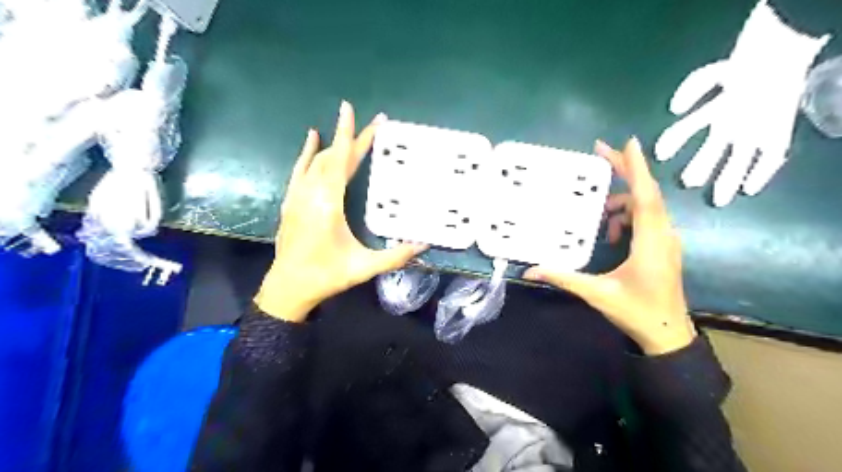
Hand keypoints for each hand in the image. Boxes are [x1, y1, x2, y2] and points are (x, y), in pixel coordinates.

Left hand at [255, 102, 427, 324]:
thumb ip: (396, 256)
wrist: (288, 287)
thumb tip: (424, 244)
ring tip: (349, 128)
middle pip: (333, 156)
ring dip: (334, 143)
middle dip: (352, 137)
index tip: (357, 112)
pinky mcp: (290, 201)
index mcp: (328, 204)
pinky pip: (299, 170)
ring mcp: (297, 196)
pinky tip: (312, 139)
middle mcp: (311, 193)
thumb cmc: (327, 275)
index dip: (352, 136)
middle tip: (373, 123)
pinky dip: (307, 153)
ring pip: (316, 161)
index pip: (342, 161)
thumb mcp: (364, 267)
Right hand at [525, 136, 698, 352]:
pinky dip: (627, 216)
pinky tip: (612, 234)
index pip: (645, 198)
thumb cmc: (636, 312)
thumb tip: (529, 271)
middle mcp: (663, 234)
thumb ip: (563, 278)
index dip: (636, 169)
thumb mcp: (596, 294)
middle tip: (599, 153)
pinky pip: (646, 218)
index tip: (626, 143)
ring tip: (599, 217)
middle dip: (625, 170)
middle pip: (647, 193)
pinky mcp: (664, 245)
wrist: (668, 334)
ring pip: (646, 205)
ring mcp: (666, 239)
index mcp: (650, 243)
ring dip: (622, 201)